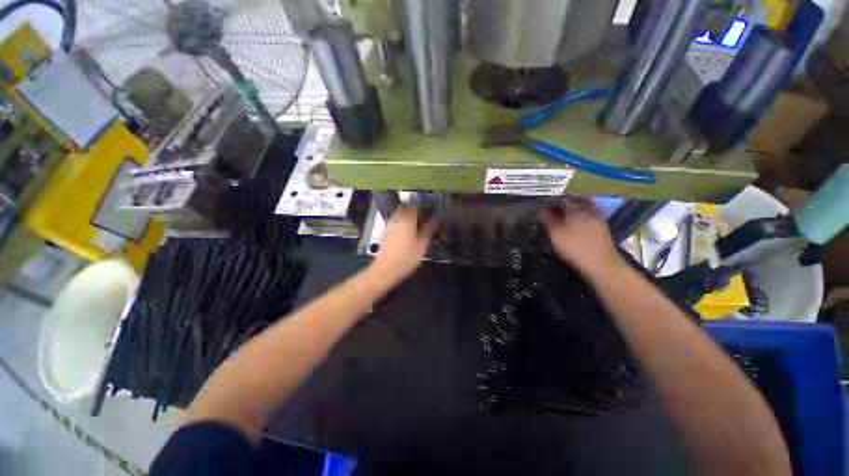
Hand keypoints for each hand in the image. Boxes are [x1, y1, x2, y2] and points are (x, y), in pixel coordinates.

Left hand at [372, 207, 437, 282]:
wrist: (385, 269)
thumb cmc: (406, 258)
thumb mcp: (422, 246)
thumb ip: (429, 231)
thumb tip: (435, 220)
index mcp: (407, 221)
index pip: (414, 207)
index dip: (421, 208)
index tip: (427, 211)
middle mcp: (397, 220)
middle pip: (405, 209)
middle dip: (412, 211)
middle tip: (420, 218)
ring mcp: (389, 227)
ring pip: (398, 216)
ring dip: (405, 218)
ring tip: (413, 226)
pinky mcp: (384, 234)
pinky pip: (394, 224)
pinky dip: (400, 225)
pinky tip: (404, 234)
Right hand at [539, 202, 623, 275]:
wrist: (602, 265)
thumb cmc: (575, 248)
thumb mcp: (556, 235)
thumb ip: (548, 220)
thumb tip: (540, 210)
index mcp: (576, 210)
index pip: (562, 200)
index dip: (551, 203)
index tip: (543, 208)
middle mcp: (588, 211)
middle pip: (572, 206)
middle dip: (561, 209)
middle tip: (551, 216)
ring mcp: (597, 220)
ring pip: (580, 214)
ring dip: (570, 216)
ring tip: (561, 223)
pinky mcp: (603, 230)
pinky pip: (587, 221)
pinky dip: (579, 223)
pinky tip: (574, 231)